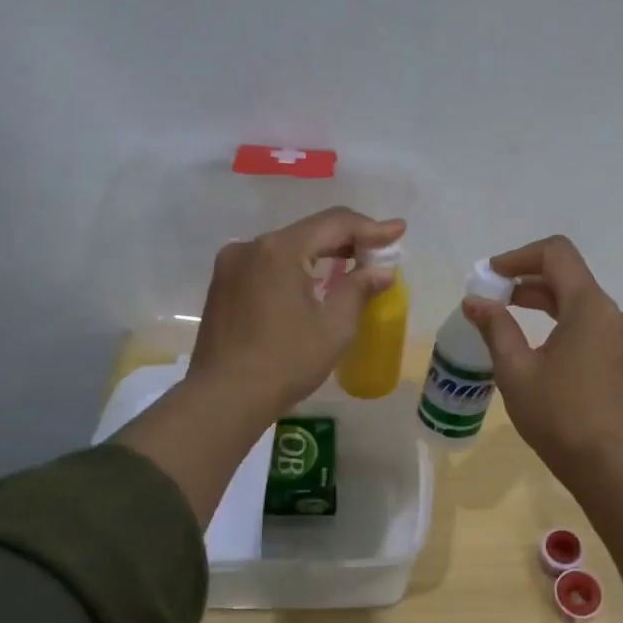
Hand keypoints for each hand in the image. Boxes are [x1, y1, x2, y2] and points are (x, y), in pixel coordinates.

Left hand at [187, 206, 405, 420]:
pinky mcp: (223, 285)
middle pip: (309, 232)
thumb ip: (359, 288)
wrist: (224, 398)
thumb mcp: (335, 326)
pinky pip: (268, 264)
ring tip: (352, 264)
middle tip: (380, 251)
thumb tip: (381, 271)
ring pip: (287, 247)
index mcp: (279, 249)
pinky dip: (296, 268)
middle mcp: (251, 247)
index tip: (398, 230)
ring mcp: (231, 265)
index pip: (334, 224)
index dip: (371, 227)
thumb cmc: (286, 361)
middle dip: (347, 239)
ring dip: (321, 254)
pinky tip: (314, 282)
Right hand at [462, 235, 622, 483]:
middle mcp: (614, 313)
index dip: (519, 256)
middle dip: (527, 280)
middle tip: (492, 298)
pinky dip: (564, 323)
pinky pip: (593, 325)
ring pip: (581, 302)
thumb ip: (496, 327)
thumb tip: (474, 301)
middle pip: (569, 276)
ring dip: (545, 302)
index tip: (491, 275)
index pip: (556, 254)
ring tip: (509, 319)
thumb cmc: (558, 416)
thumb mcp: (516, 371)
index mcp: (590, 307)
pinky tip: (541, 347)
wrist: (609, 466)